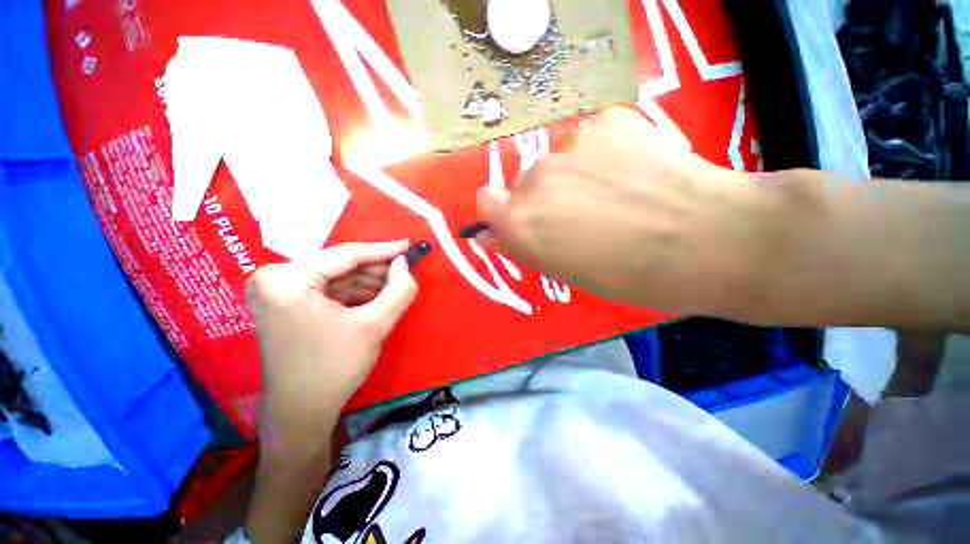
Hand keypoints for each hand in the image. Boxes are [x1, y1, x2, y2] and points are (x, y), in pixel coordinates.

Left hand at [247, 241, 417, 451]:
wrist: (301, 412)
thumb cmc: (335, 367)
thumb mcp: (375, 325)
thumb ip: (399, 290)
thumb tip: (405, 264)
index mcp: (287, 279)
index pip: (345, 255)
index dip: (383, 250)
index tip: (409, 245)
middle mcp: (275, 278)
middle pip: (340, 265)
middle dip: (376, 269)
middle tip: (406, 270)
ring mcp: (277, 291)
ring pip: (337, 277)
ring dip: (368, 281)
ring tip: (396, 285)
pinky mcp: (285, 304)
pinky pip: (328, 289)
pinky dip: (355, 292)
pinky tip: (377, 297)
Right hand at [478, 107, 768, 316]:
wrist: (709, 240)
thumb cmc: (629, 275)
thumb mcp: (564, 272)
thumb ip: (525, 245)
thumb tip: (494, 232)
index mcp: (522, 221)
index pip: (486, 200)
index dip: (502, 209)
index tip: (524, 218)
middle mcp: (536, 179)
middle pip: (526, 181)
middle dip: (546, 197)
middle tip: (584, 213)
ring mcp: (571, 144)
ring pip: (559, 159)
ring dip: (575, 174)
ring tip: (616, 190)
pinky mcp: (608, 119)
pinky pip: (592, 137)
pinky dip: (605, 152)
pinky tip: (636, 168)